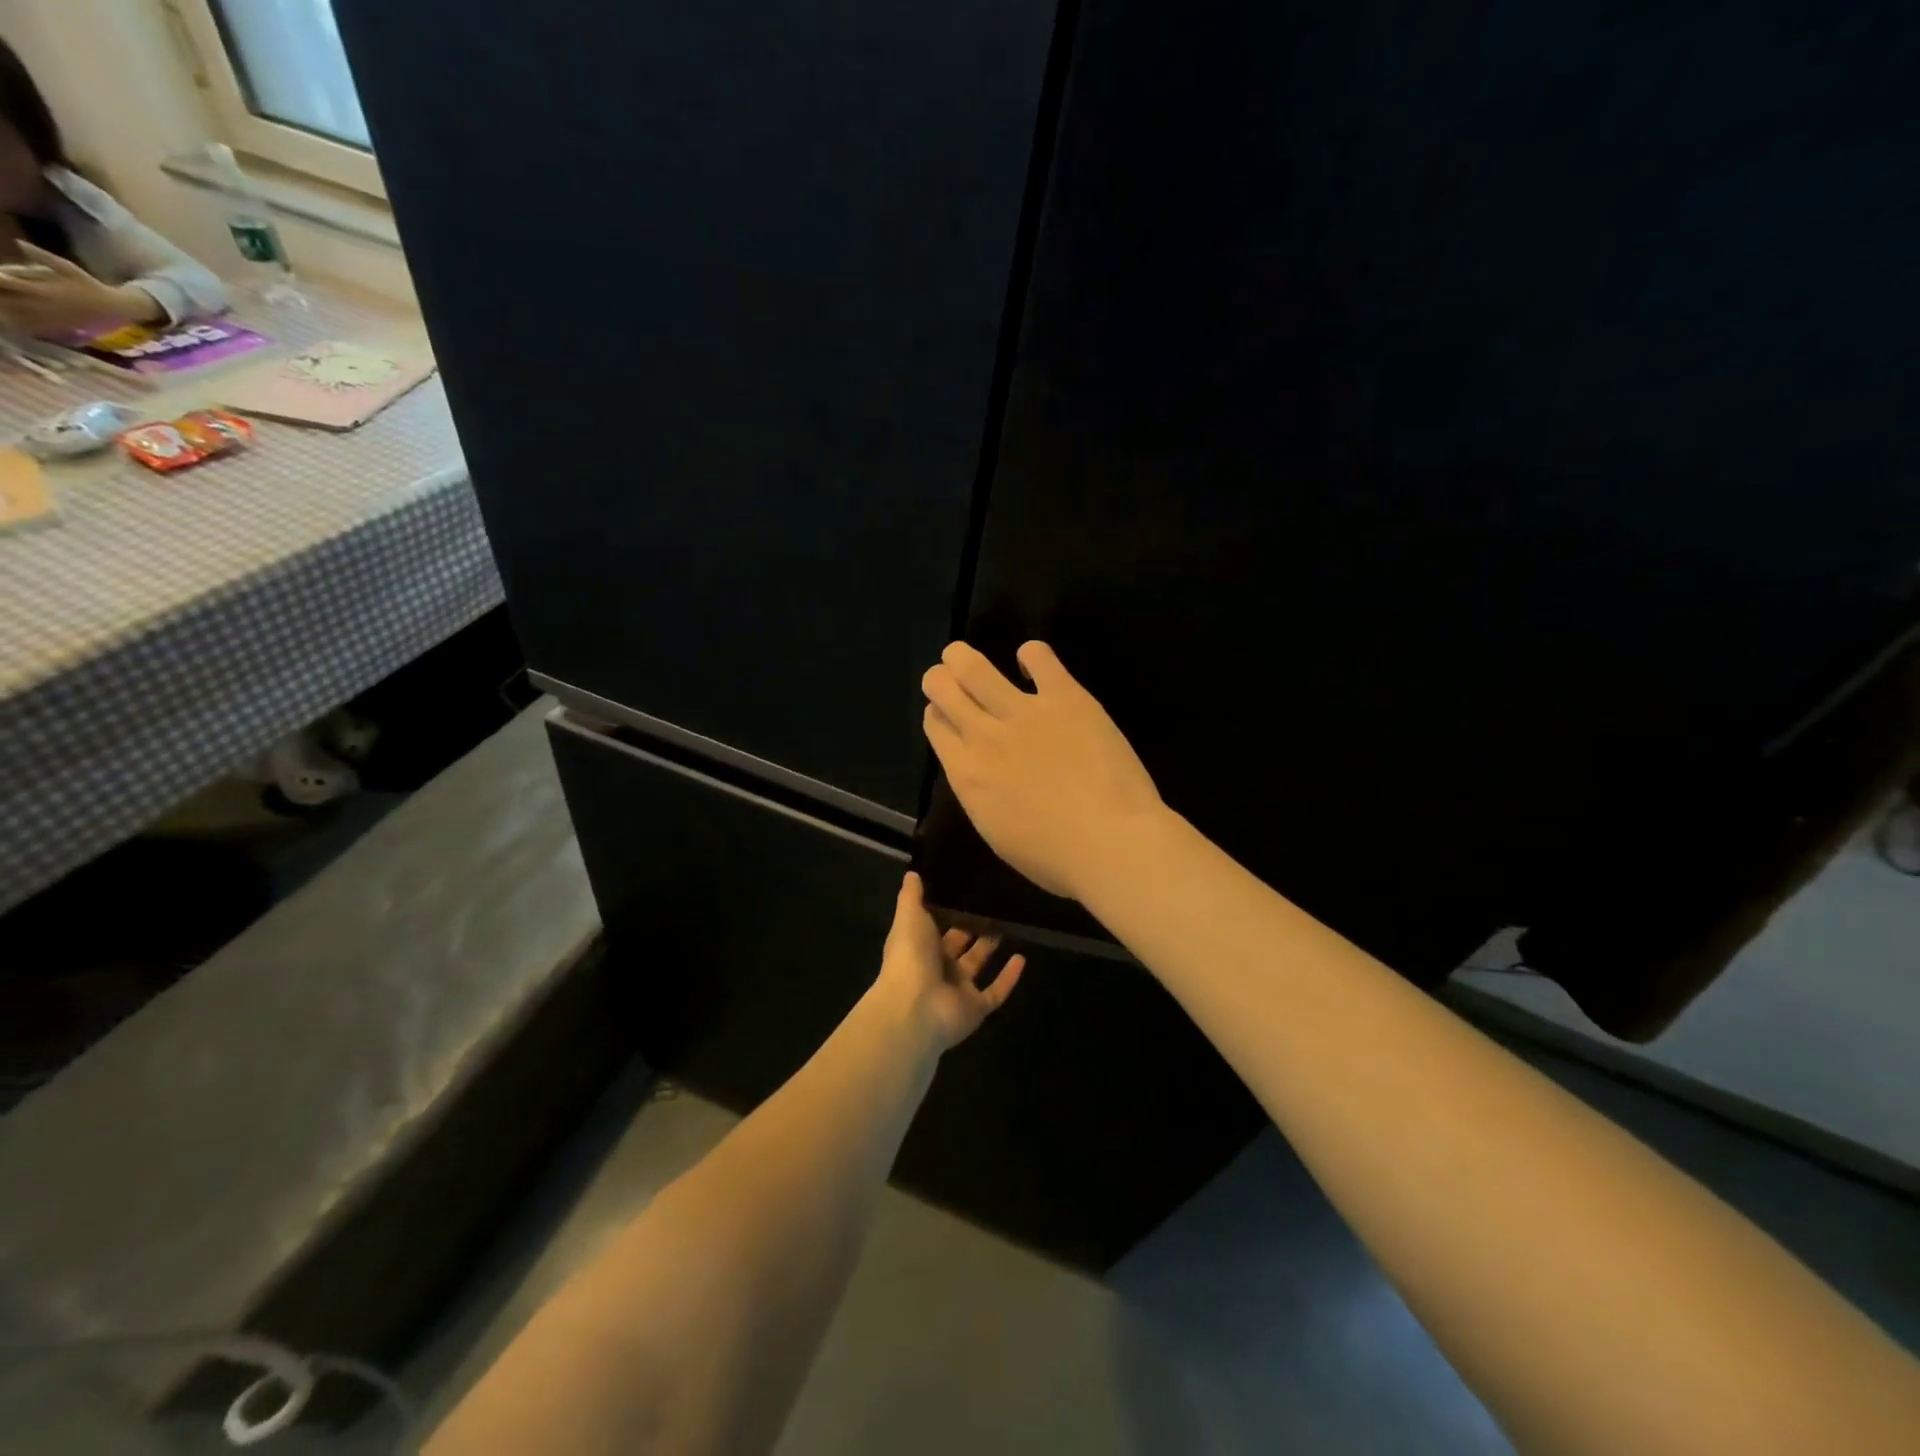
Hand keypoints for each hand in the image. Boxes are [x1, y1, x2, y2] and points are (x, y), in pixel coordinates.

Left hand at [0, 244, 156, 335]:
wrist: (117, 309)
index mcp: (43, 289)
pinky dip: (21, 324)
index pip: (5, 282)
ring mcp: (51, 317)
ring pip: (17, 315)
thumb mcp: (70, 268)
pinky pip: (34, 327)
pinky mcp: (59, 326)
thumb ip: (43, 257)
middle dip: (0, 296)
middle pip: (7, 300)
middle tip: (0, 292)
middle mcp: (44, 305)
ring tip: (6, 307)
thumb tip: (19, 243)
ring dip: (7, 310)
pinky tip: (17, 322)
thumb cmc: (93, 287)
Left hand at [875, 872, 1024, 1051]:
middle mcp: (937, 968)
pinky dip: (1009, 977)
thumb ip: (912, 896)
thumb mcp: (909, 917)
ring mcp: (957, 990)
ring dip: (990, 949)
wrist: (915, 1008)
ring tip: (1009, 926)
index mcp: (919, 947)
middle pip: (957, 946)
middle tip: (992, 906)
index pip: (934, 927)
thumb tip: (912, 873)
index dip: (947, 912)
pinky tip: (1022, 958)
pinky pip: (996, 991)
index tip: (965, 893)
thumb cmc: (910, 957)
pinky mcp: (976, 1008)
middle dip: (971, 929)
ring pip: (977, 966)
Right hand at [922, 641, 1162, 900]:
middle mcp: (985, 735)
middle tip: (946, 677)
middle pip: (943, 689)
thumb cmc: (1055, 857)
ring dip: (961, 657)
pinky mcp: (1065, 697)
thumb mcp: (998, 834)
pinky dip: (1031, 654)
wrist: (1110, 842)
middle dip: (939, 679)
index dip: (937, 715)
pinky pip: (1039, 657)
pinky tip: (1032, 662)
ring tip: (961, 656)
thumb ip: (982, 794)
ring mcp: (1024, 712)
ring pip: (975, 667)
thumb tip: (980, 773)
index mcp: (967, 774)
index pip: (936, 727)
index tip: (944, 714)